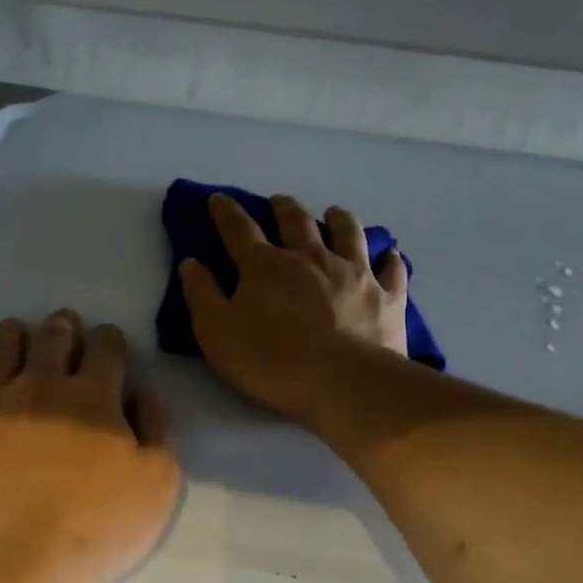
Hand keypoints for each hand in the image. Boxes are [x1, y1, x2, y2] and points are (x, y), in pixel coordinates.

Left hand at [0, 311, 182, 582]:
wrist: (18, 562)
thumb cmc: (98, 528)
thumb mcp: (158, 484)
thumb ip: (156, 430)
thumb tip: (140, 394)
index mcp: (94, 397)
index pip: (106, 348)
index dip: (110, 340)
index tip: (109, 343)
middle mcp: (41, 387)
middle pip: (52, 339)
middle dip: (63, 328)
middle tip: (64, 327)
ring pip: (1, 349)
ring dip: (13, 335)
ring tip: (16, 333)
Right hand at [179, 193, 408, 421]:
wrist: (343, 383)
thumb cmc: (271, 361)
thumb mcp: (216, 333)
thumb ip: (201, 295)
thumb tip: (191, 262)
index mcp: (265, 266)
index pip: (239, 230)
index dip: (225, 212)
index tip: (218, 199)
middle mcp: (311, 257)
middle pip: (296, 222)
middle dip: (284, 208)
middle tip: (279, 202)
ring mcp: (354, 273)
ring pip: (348, 232)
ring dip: (339, 219)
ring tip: (334, 213)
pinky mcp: (386, 296)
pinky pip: (391, 270)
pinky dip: (389, 259)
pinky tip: (389, 255)